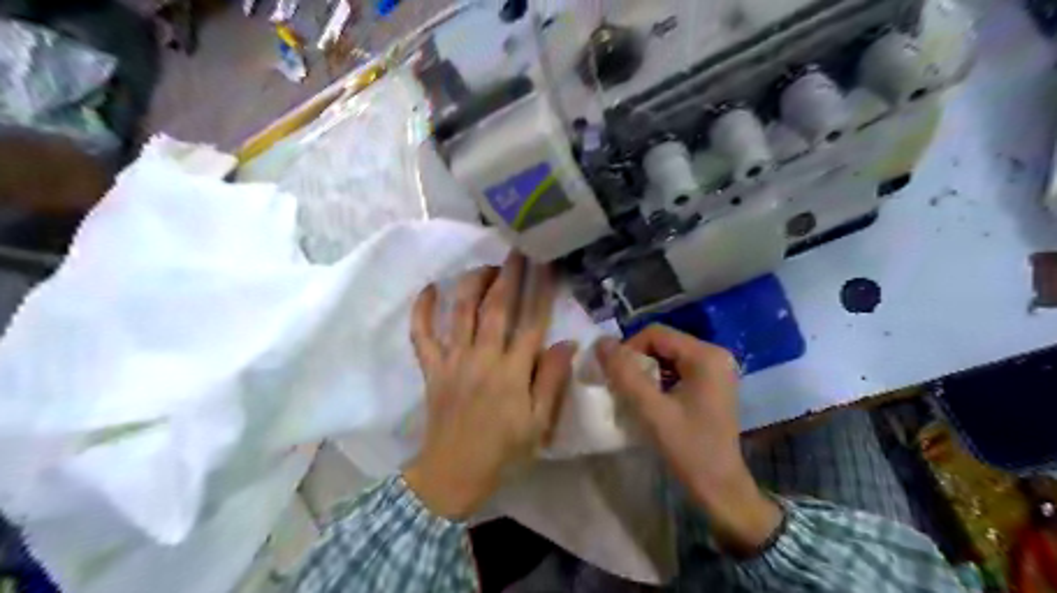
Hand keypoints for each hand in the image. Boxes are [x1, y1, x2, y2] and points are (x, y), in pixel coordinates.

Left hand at [402, 251, 576, 519]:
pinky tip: (428, 289)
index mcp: (512, 373)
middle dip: (509, 275)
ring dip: (473, 283)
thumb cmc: (503, 451)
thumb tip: (567, 343)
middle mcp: (482, 358)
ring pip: (461, 311)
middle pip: (496, 307)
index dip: (541, 291)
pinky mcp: (431, 368)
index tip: (547, 265)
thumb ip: (552, 381)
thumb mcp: (539, 424)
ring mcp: (453, 361)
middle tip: (517, 251)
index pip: (531, 322)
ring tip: (486, 266)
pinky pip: (422, 335)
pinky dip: (422, 310)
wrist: (453, 474)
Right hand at [593, 328, 783, 553]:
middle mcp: (715, 355)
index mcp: (706, 356)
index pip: (655, 334)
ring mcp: (715, 370)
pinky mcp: (712, 385)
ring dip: (645, 372)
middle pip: (662, 343)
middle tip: (621, 387)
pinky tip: (650, 401)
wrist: (722, 490)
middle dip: (637, 361)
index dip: (628, 349)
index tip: (614, 376)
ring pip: (667, 357)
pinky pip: (677, 370)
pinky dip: (658, 381)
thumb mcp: (652, 411)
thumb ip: (625, 374)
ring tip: (633, 395)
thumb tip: (601, 342)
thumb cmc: (689, 450)